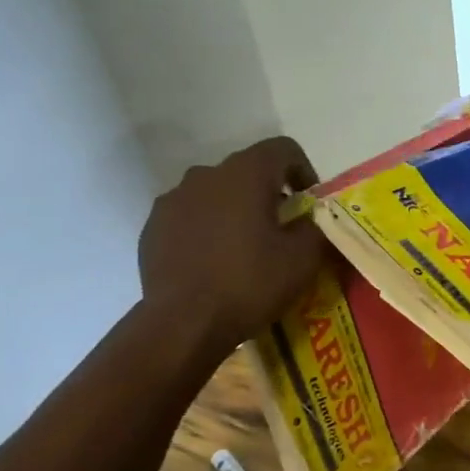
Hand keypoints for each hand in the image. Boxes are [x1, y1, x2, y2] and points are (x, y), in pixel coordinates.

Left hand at [138, 137, 325, 345]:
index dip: (304, 170)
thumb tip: (312, 219)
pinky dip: (208, 229)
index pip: (283, 149)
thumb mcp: (303, 259)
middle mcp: (205, 175)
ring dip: (236, 211)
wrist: (184, 321)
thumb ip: (315, 228)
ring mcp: (173, 199)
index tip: (309, 204)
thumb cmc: (251, 283)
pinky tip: (216, 263)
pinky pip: (190, 216)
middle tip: (283, 231)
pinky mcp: (154, 226)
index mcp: (245, 175)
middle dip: (269, 194)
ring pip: (216, 194)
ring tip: (246, 248)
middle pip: (247, 171)